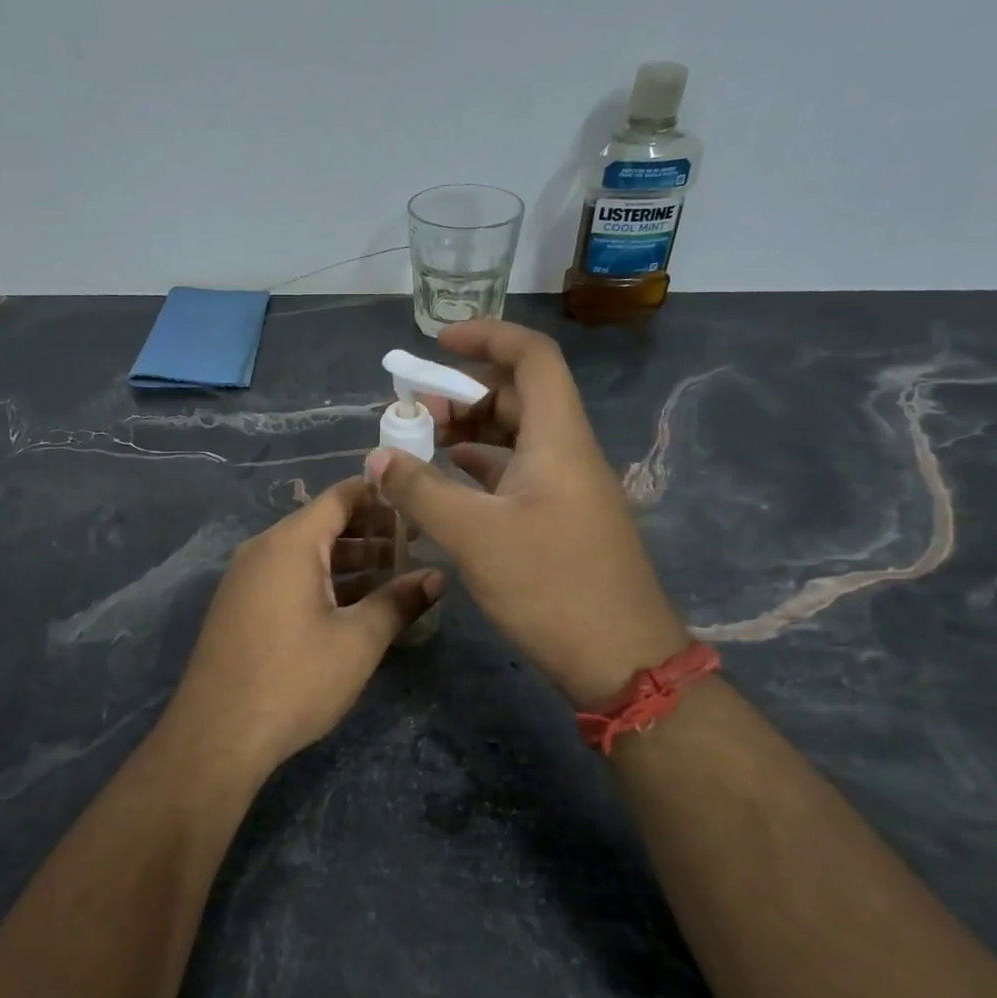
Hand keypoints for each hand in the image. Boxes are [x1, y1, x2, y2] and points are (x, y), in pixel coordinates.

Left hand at [159, 477, 442, 773]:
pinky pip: (288, 576)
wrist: (218, 735)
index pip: (341, 497)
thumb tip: (437, 577)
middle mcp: (263, 549)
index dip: (382, 496)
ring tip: (395, 575)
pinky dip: (323, 580)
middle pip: (323, 524)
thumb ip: (399, 602)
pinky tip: (354, 604)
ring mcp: (246, 578)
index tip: (418, 507)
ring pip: (306, 553)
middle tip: (416, 546)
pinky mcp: (240, 606)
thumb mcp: (357, 641)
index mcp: (290, 543)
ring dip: (349, 560)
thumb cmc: (294, 679)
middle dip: (371, 532)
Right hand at [368, 319, 687, 709]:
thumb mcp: (475, 534)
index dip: (487, 337)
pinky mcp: (561, 521)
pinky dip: (480, 470)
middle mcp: (567, 453)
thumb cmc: (550, 585)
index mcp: (558, 438)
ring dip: (470, 432)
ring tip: (421, 445)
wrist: (620, 660)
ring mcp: (567, 489)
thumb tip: (377, 458)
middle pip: (519, 396)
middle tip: (415, 411)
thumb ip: (421, 490)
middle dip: (465, 392)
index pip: (532, 357)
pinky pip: (516, 475)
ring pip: (516, 438)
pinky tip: (448, 485)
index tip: (438, 343)